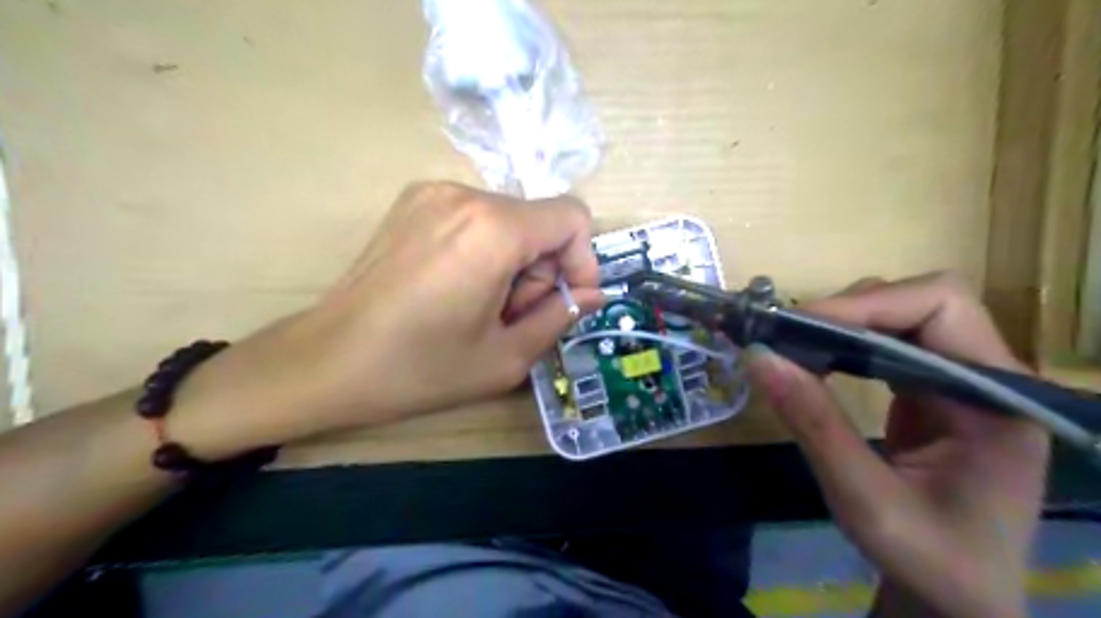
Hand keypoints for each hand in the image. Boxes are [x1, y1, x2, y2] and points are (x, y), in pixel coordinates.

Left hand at [170, 184, 600, 459]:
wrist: (325, 361)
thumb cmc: (419, 368)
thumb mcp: (506, 358)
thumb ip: (560, 317)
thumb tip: (590, 294)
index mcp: (494, 230)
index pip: (573, 217)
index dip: (582, 260)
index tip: (565, 301)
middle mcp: (466, 195)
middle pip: (538, 222)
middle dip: (541, 270)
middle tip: (510, 316)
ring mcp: (433, 192)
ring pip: (509, 221)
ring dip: (512, 263)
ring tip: (479, 306)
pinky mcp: (412, 202)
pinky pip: (476, 219)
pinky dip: (484, 250)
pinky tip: (455, 288)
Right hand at [743, 274, 1042, 616]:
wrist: (959, 595)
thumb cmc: (930, 558)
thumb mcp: (865, 500)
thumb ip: (814, 425)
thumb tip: (758, 356)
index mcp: (997, 400)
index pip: (941, 307)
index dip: (866, 305)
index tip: (798, 326)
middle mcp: (989, 376)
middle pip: (919, 301)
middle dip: (848, 310)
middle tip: (786, 336)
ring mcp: (961, 380)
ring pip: (901, 315)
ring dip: (842, 323)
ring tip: (793, 346)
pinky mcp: (934, 389)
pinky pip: (888, 342)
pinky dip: (844, 343)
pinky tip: (815, 361)